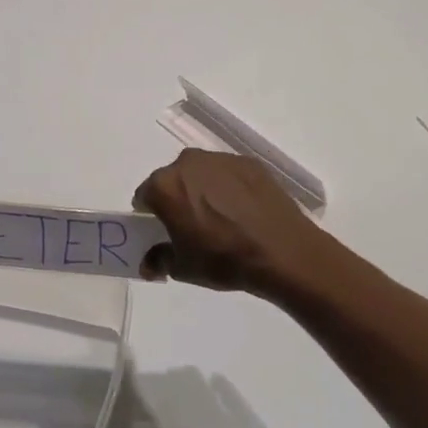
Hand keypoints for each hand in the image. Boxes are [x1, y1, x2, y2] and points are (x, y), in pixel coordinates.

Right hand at [133, 149, 330, 296]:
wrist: (282, 252)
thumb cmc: (224, 259)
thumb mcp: (183, 268)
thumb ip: (158, 260)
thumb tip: (149, 264)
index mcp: (165, 186)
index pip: (145, 196)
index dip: (151, 215)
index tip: (164, 231)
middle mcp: (188, 163)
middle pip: (173, 179)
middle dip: (177, 198)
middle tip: (192, 225)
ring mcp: (221, 159)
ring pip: (201, 173)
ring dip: (203, 189)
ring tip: (222, 217)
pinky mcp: (249, 162)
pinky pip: (228, 174)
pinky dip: (229, 187)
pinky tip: (243, 211)